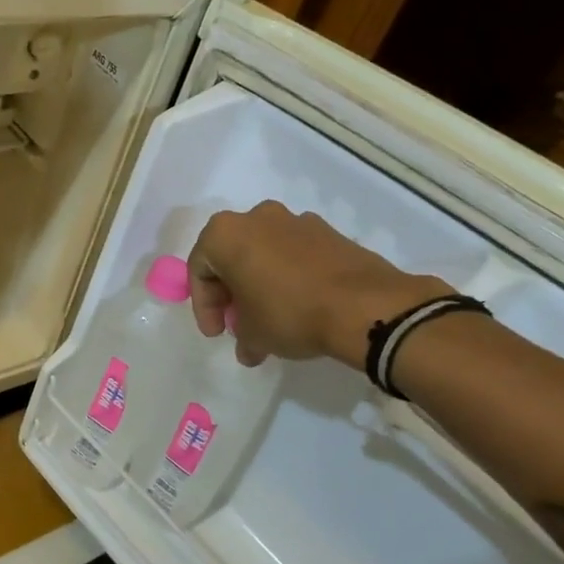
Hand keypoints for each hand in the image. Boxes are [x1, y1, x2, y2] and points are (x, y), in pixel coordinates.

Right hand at [186, 201, 450, 368]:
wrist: (364, 306)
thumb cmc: (290, 313)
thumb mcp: (253, 334)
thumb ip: (242, 335)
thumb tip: (249, 345)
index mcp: (225, 234)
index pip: (199, 269)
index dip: (204, 305)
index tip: (218, 332)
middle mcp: (256, 217)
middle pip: (231, 256)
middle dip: (231, 291)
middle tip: (239, 323)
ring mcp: (296, 220)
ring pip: (264, 252)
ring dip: (261, 282)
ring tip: (271, 317)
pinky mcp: (328, 231)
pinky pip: (295, 253)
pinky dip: (290, 275)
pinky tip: (300, 305)